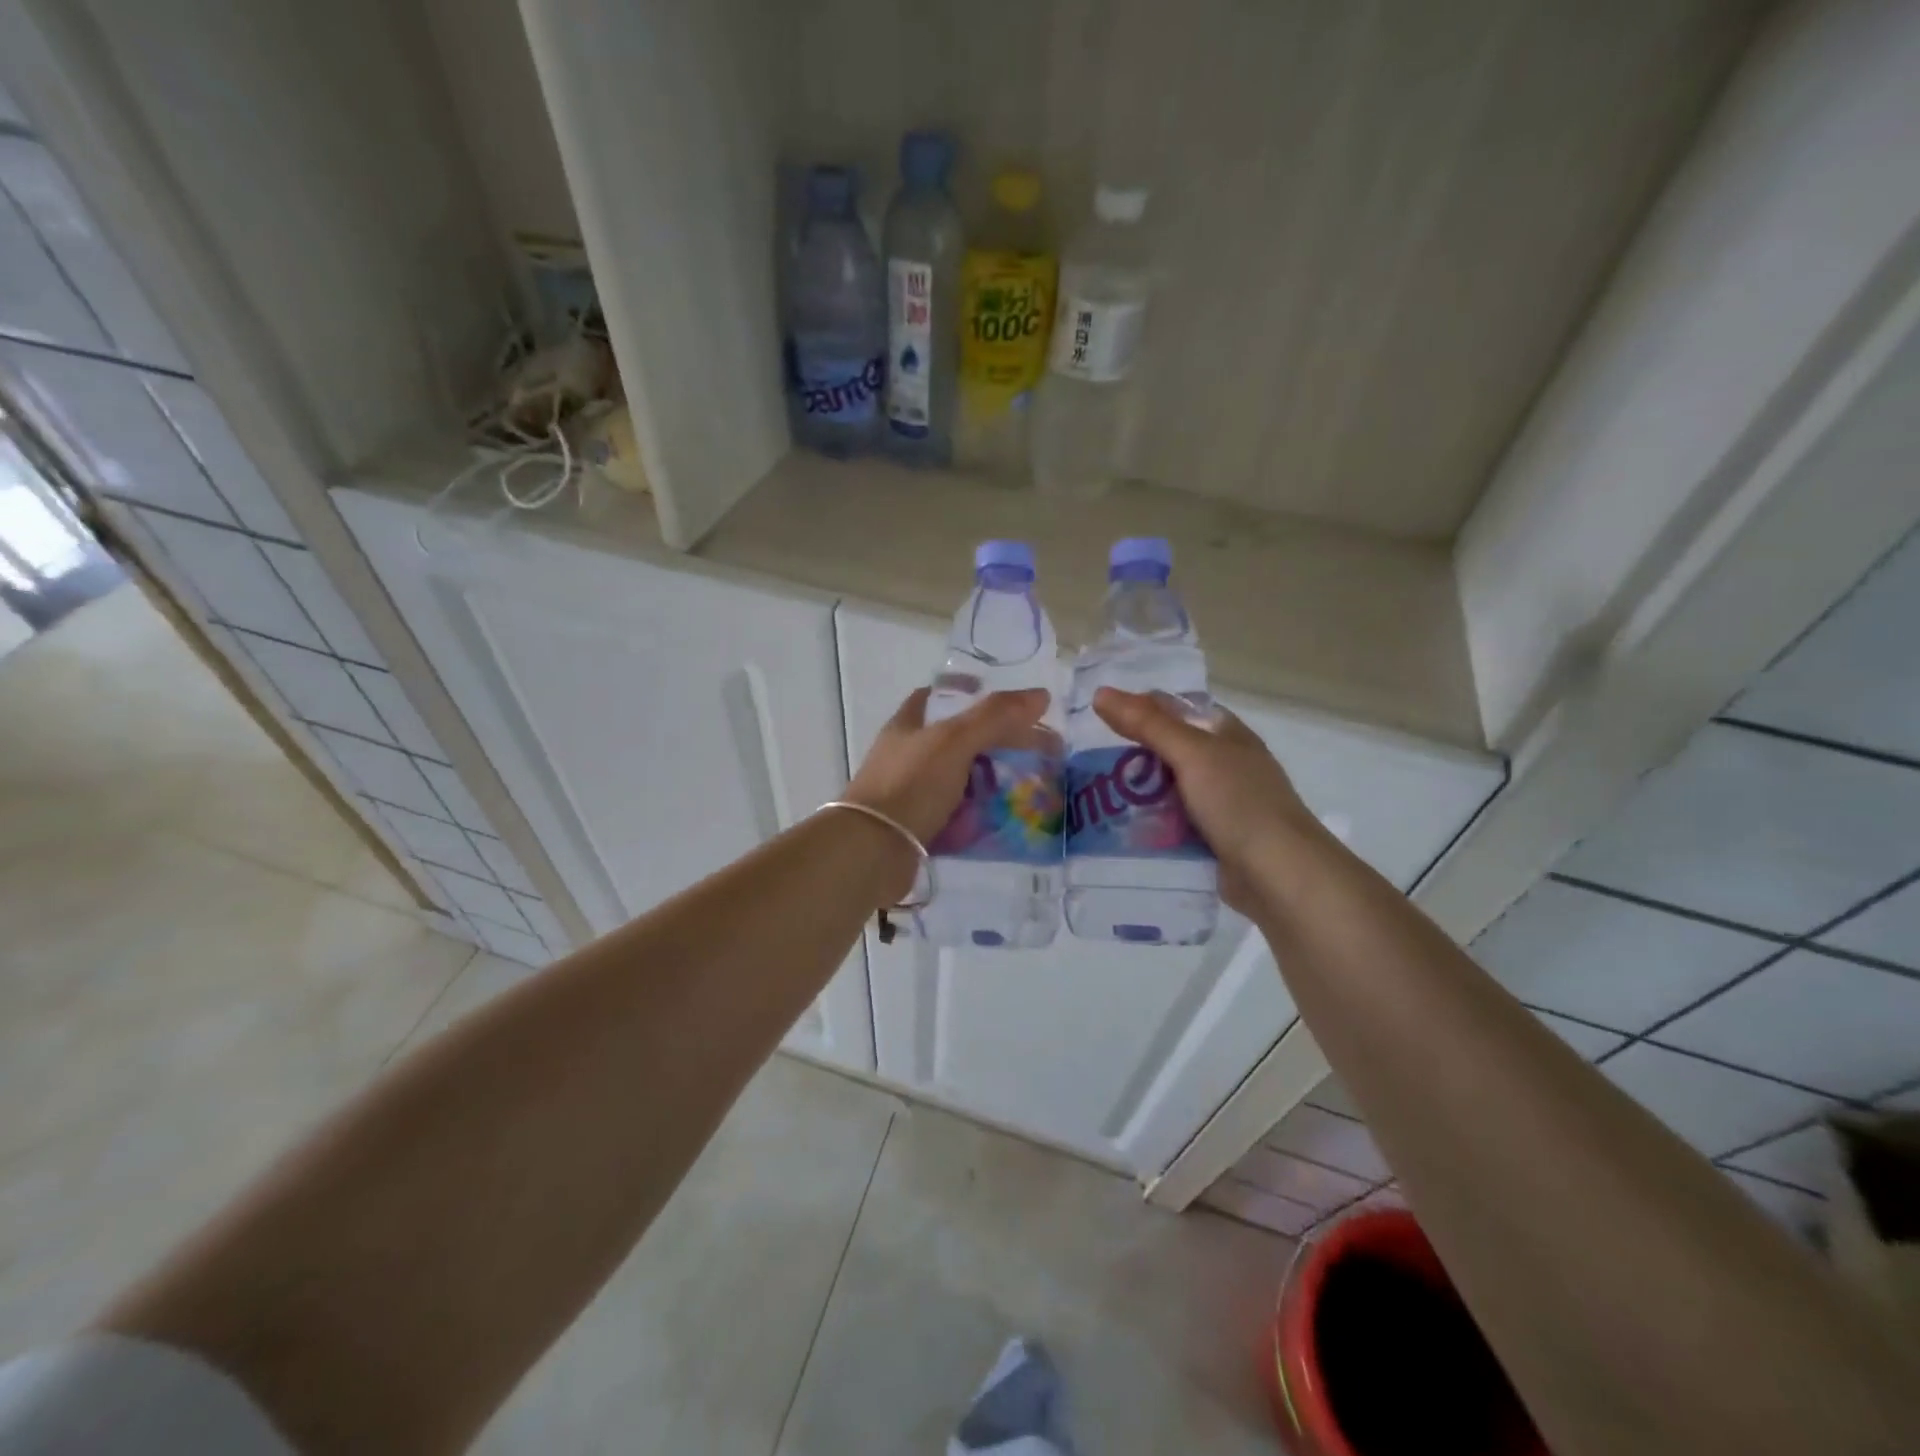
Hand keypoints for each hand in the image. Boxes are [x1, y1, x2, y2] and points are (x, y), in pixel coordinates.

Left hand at [844, 686, 1051, 846]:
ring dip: (987, 783)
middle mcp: (905, 756)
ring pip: (956, 781)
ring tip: (1024, 788)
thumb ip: (995, 717)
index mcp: (906, 727)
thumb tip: (1041, 694)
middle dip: (990, 746)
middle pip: (954, 742)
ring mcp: (909, 793)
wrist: (873, 851)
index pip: (935, 697)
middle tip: (1029, 752)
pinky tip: (1002, 820)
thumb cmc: (911, 785)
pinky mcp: (916, 826)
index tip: (1004, 704)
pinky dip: (976, 816)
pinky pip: (954, 815)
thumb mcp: (955, 742)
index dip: (966, 694)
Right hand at [1092, 688, 1325, 913]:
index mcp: (1226, 734)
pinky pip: (1172, 822)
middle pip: (1169, 749)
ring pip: (1167, 788)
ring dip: (1137, 791)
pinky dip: (1149, 823)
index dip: (1140, 707)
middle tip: (1087, 758)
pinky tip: (1119, 827)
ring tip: (1093, 794)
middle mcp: (1224, 764)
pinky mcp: (1211, 837)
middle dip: (1132, 753)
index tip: (1098, 716)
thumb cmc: (1239, 802)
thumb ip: (1147, 724)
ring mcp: (1219, 803)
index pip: (1176, 708)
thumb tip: (1101, 693)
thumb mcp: (1191, 754)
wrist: (1278, 873)